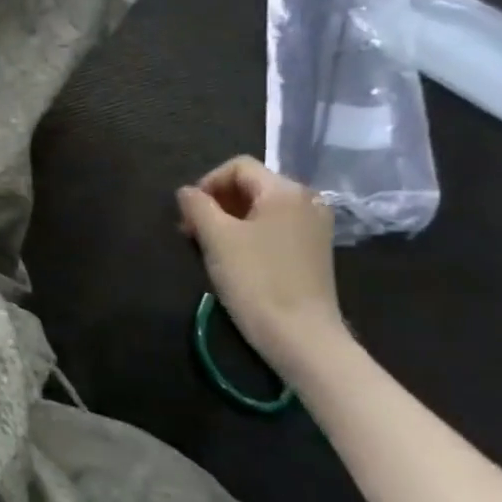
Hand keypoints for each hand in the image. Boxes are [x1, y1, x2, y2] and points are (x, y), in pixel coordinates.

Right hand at [177, 156, 342, 371]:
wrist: (301, 335)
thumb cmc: (255, 280)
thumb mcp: (216, 238)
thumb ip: (197, 206)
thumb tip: (186, 192)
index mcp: (285, 190)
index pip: (238, 166)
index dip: (206, 183)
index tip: (188, 213)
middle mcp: (307, 200)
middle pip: (251, 185)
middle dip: (217, 202)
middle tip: (192, 230)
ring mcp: (314, 226)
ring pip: (262, 207)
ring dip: (230, 218)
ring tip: (208, 245)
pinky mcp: (314, 250)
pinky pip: (275, 227)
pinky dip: (250, 233)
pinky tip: (234, 257)